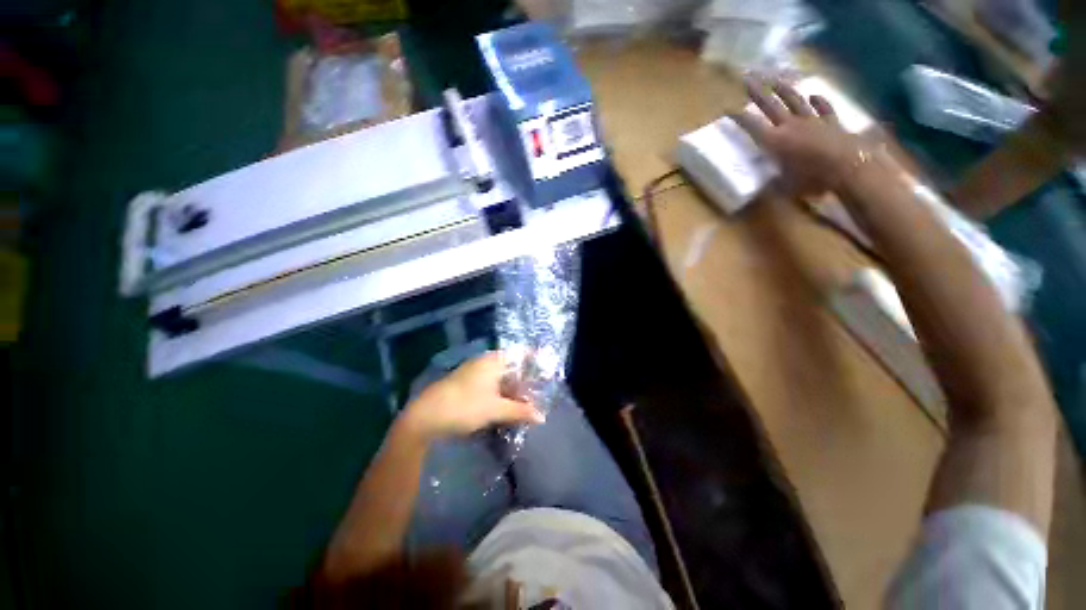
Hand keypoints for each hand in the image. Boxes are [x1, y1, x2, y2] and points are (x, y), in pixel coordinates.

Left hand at [399, 352, 544, 441]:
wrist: (425, 417)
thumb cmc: (464, 407)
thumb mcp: (495, 409)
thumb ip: (520, 411)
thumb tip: (542, 416)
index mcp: (493, 360)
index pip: (520, 354)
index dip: (534, 361)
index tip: (546, 373)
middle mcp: (484, 362)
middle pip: (511, 367)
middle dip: (524, 381)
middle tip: (536, 395)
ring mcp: (473, 372)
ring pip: (499, 377)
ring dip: (511, 390)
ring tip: (522, 405)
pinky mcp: (465, 384)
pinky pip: (489, 384)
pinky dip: (499, 393)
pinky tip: (503, 407)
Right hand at [731, 75, 864, 196]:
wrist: (849, 168)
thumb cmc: (812, 179)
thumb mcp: (784, 186)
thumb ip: (772, 179)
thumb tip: (761, 183)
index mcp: (775, 141)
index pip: (752, 126)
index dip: (739, 117)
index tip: (728, 109)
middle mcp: (791, 126)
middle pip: (771, 105)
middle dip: (757, 92)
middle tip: (747, 78)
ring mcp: (813, 121)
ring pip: (795, 101)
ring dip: (784, 90)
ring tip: (776, 80)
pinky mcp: (831, 123)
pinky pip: (824, 108)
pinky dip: (819, 101)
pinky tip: (814, 95)